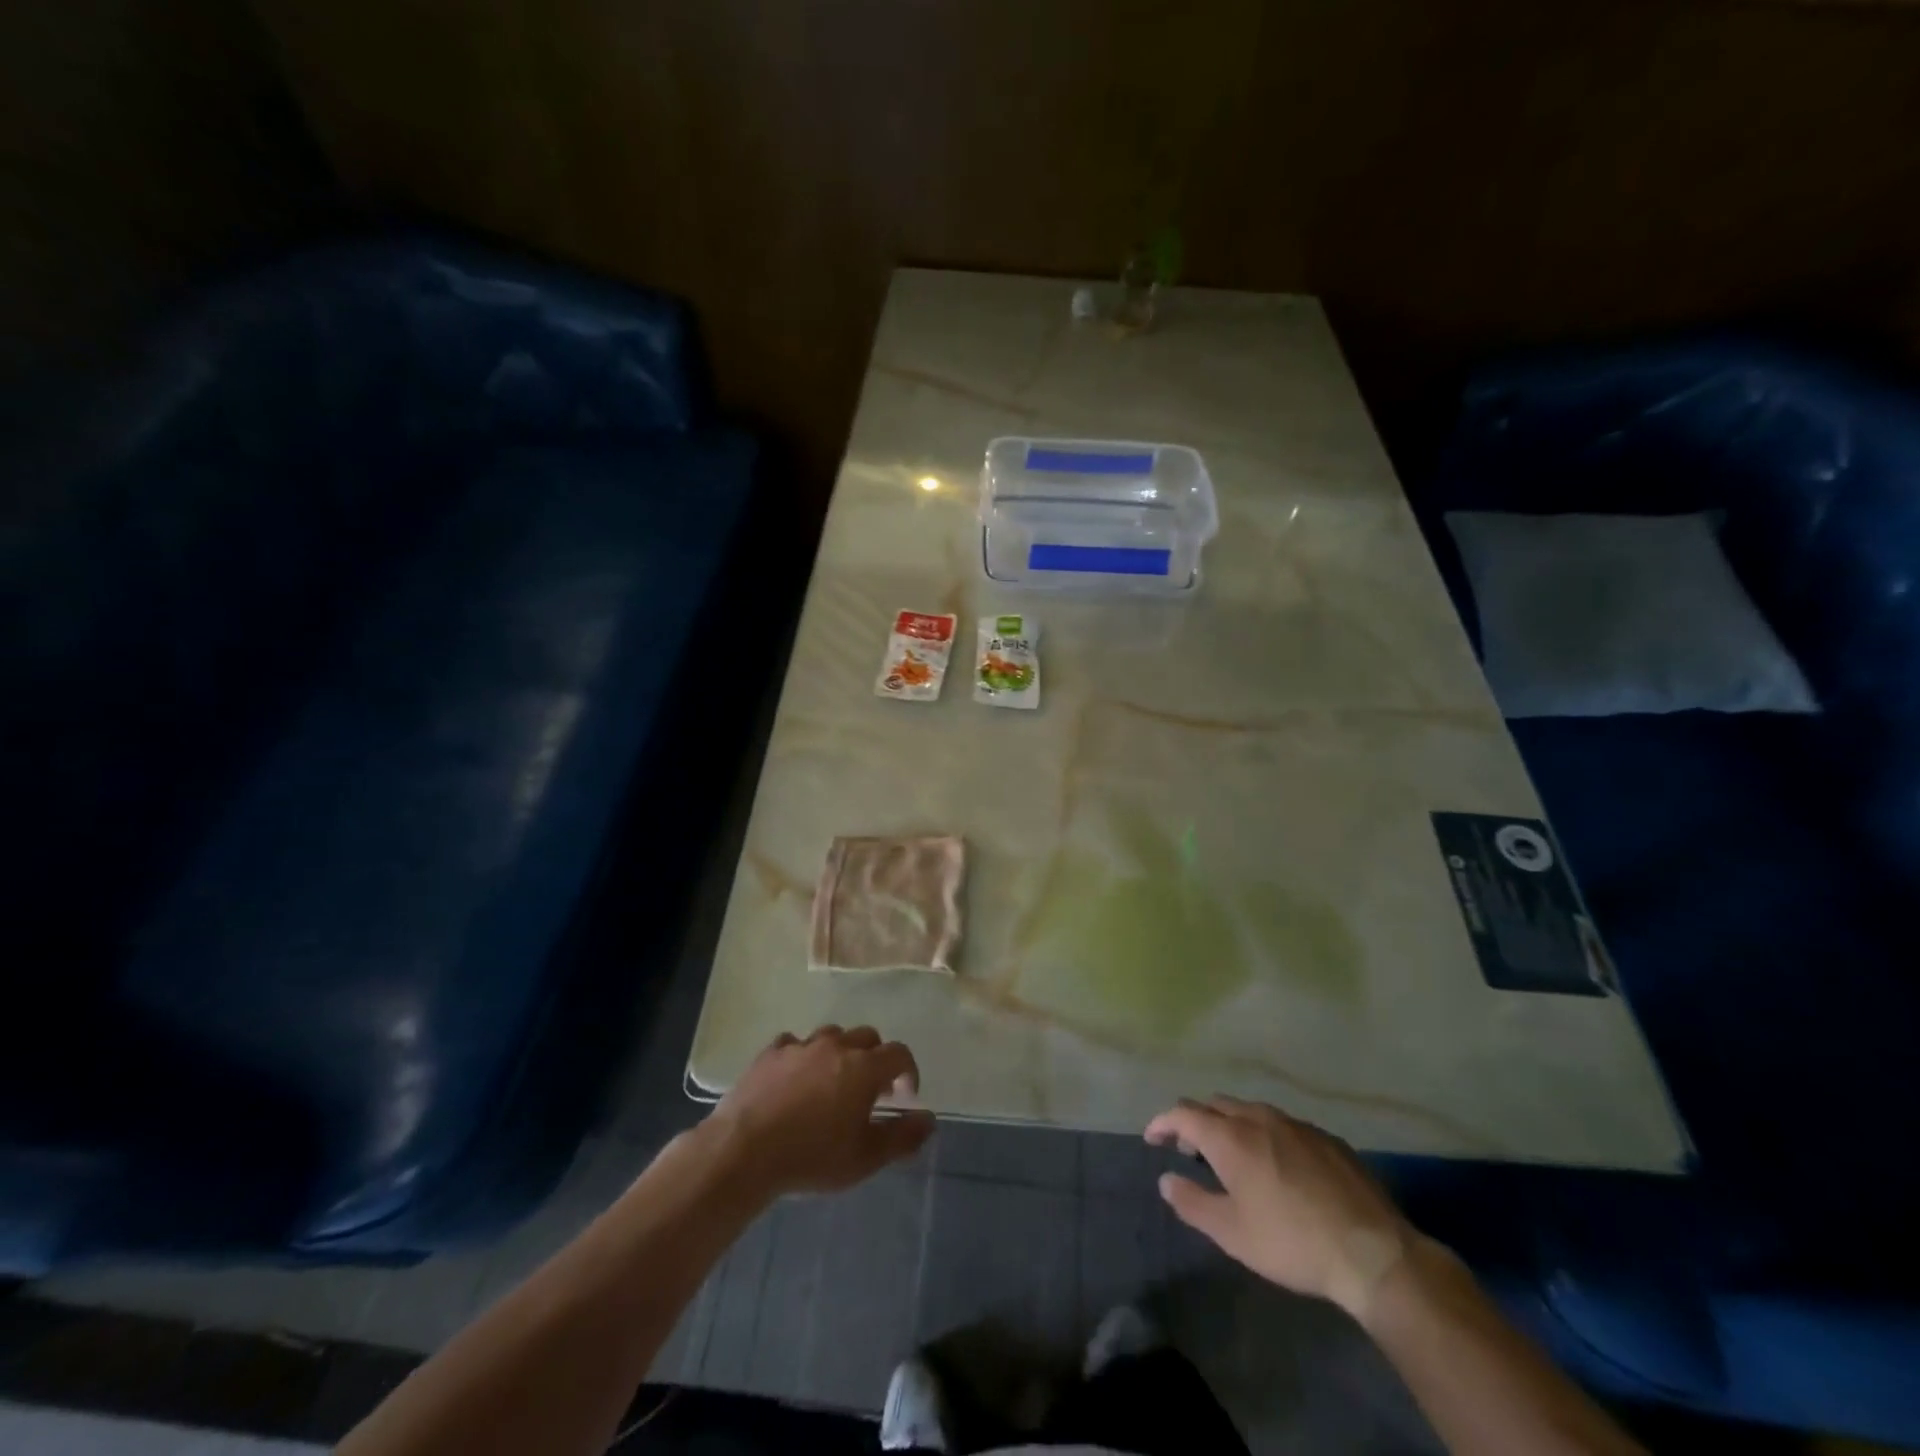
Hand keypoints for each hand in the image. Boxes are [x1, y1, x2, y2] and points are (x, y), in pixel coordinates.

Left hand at [705, 1026, 934, 1199]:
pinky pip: (795, 1044)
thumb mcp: (865, 1158)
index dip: (908, 1071)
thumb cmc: (812, 1157)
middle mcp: (836, 1046)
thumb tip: (929, 1119)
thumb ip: (902, 1137)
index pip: (899, 1053)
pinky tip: (795, 1078)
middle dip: (875, 1058)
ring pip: (831, 1036)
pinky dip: (803, 1056)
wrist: (744, 1151)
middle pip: (867, 1037)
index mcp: (864, 1067)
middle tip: (870, 1089)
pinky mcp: (771, 1052)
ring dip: (840, 1053)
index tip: (905, 1095)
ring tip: (832, 1081)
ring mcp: (801, 1045)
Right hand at [1145, 1096, 1412, 1320]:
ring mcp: (1296, 1124)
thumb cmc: (1292, 1242)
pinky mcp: (1327, 1138)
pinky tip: (1278, 1165)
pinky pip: (1282, 1124)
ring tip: (1232, 1156)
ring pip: (1250, 1110)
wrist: (1373, 1253)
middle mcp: (1259, 1118)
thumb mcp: (1232, 1233)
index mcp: (1230, 1137)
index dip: (1162, 1123)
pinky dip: (1265, 1134)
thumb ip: (1192, 1203)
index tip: (1152, 1138)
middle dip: (1196, 1121)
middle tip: (1191, 1150)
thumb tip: (1166, 1180)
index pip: (1183, 1113)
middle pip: (1215, 1104)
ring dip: (1231, 1125)